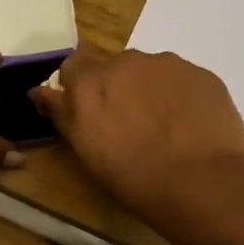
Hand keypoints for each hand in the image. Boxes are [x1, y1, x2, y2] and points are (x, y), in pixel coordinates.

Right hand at [30, 49, 243, 227]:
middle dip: (116, 89)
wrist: (200, 182)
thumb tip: (42, 91)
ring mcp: (168, 64)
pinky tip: (186, 126)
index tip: (86, 112)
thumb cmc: (132, 176)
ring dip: (148, 91)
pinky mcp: (201, 74)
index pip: (72, 67)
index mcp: (89, 82)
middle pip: (114, 68)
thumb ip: (63, 114)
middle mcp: (126, 62)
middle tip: (126, 125)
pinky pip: (180, 81)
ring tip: (161, 127)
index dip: (77, 88)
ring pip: (149, 72)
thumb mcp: (85, 150)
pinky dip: (178, 97)